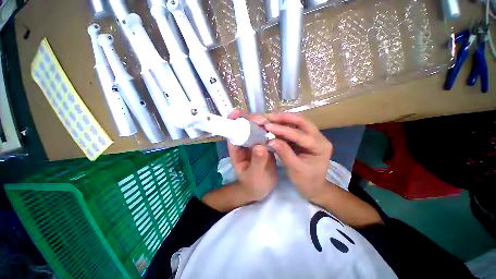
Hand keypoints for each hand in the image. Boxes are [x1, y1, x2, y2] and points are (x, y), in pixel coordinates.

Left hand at [227, 109, 277, 201]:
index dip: (233, 121)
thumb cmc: (253, 184)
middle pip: (246, 126)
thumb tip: (260, 146)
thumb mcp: (254, 175)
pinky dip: (272, 130)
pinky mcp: (265, 144)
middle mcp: (245, 143)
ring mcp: (256, 142)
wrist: (261, 189)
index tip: (238, 112)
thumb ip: (257, 162)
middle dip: (252, 120)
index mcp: (237, 149)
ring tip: (273, 123)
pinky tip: (279, 128)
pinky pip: (267, 134)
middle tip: (263, 121)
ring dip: (264, 123)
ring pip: (258, 128)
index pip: (232, 132)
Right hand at [264, 113, 332, 203]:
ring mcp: (312, 136)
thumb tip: (270, 141)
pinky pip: (293, 129)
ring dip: (283, 120)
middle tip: (269, 117)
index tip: (267, 126)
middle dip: (284, 118)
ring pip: (297, 123)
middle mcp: (318, 137)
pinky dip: (282, 126)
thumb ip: (284, 153)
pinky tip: (273, 125)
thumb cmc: (307, 181)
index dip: (282, 130)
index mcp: (320, 146)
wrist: (314, 187)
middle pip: (302, 122)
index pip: (299, 134)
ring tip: (269, 118)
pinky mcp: (305, 138)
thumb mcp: (295, 170)